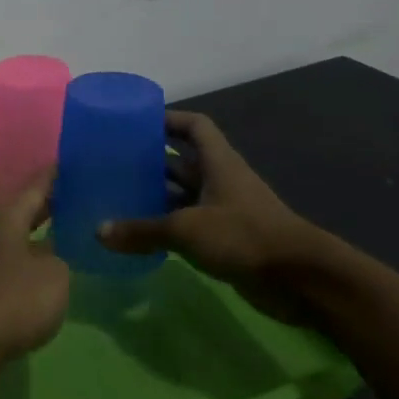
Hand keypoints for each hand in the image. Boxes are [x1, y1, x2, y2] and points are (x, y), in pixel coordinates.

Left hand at [0, 173, 70, 371]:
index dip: (52, 175)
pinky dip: (38, 262)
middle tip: (79, 193)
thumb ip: (61, 258)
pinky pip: (20, 266)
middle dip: (50, 204)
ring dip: (44, 234)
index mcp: (10, 221)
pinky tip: (56, 271)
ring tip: (73, 231)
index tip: (68, 159)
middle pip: (26, 212)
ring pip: (23, 239)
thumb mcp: (54, 275)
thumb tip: (56, 252)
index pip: (35, 188)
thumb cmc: (14, 300)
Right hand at [98, 111, 331, 324]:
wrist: (299, 280)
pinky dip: (166, 225)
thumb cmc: (243, 236)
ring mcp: (225, 210)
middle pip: (183, 160)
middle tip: (114, 162)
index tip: (136, 123)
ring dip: (157, 194)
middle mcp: (221, 180)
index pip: (194, 126)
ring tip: (118, 195)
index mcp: (219, 163)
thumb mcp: (186, 229)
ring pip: (184, 194)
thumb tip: (99, 232)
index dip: (168, 119)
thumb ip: (142, 230)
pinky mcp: (226, 239)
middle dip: (152, 159)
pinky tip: (139, 232)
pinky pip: (189, 223)